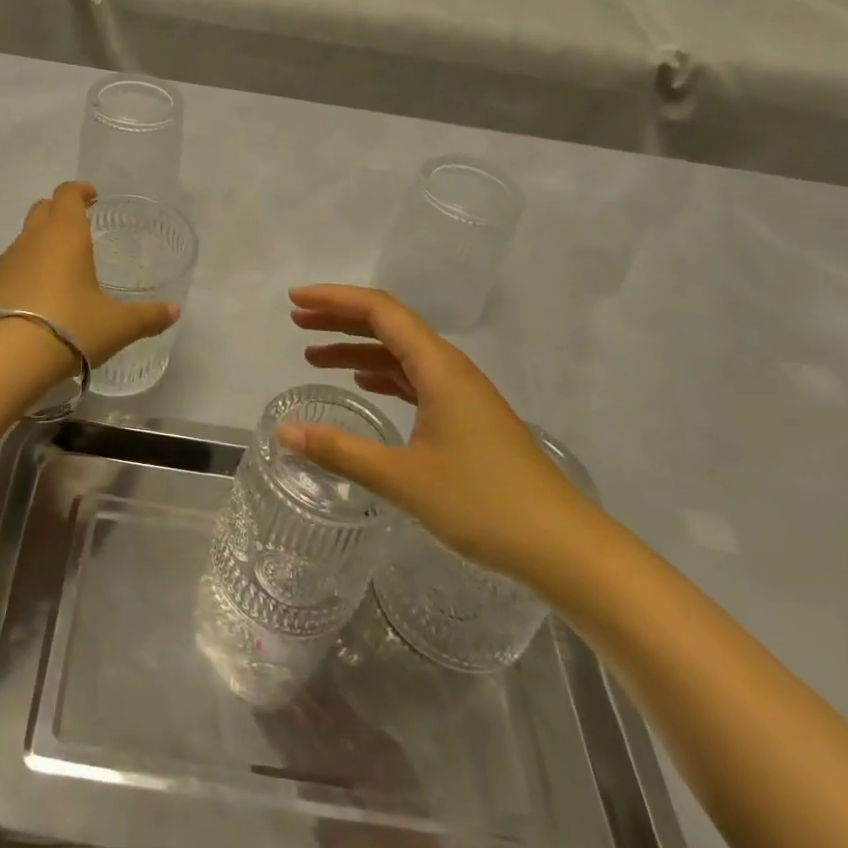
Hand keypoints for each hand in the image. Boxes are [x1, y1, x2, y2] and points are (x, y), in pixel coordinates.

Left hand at [0, 182, 178, 366]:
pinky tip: (34, 299)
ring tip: (58, 270)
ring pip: (23, 239)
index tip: (91, 196)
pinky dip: (22, 272)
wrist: (7, 358)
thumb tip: (174, 312)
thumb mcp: (118, 326)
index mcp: (66, 235)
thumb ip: (148, 316)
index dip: (80, 191)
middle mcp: (33, 239)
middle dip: (59, 211)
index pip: (68, 194)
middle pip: (42, 209)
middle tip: (77, 228)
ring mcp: (6, 262)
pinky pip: (9, 268)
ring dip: (40, 243)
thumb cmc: (72, 328)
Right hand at [280, 284, 596, 581]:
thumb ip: (340, 450)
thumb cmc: (483, 504)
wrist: (563, 547)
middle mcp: (451, 370)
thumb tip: (283, 432)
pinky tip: (364, 386)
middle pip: (389, 326)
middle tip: (297, 322)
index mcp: (439, 368)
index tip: (295, 300)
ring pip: (401, 354)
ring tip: (314, 356)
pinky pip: (415, 379)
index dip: (334, 299)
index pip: (380, 311)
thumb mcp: (402, 478)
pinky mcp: (467, 418)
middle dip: (340, 319)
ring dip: (358, 348)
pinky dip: (382, 375)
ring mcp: (462, 394)